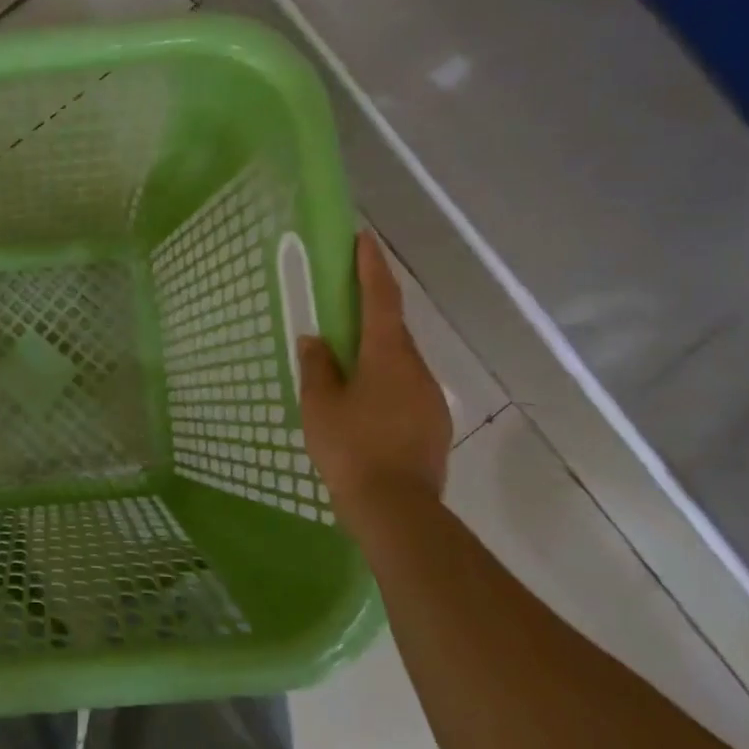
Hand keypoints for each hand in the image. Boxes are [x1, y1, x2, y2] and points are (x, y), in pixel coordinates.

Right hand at [298, 232, 451, 524]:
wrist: (397, 509)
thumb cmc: (351, 448)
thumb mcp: (319, 404)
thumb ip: (317, 366)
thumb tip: (315, 339)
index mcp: (388, 356)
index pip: (381, 299)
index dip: (372, 267)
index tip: (365, 239)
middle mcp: (417, 369)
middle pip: (393, 329)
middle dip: (371, 311)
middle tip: (344, 304)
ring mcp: (430, 398)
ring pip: (400, 362)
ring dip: (376, 352)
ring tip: (347, 362)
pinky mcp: (433, 424)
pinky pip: (405, 388)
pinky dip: (384, 382)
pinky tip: (364, 403)